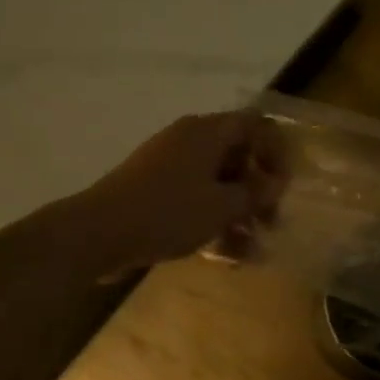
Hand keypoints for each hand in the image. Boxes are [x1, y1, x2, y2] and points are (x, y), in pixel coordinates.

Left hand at [75, 112, 287, 269]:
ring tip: (250, 248)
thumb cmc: (168, 212)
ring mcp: (169, 163)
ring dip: (238, 211)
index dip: (276, 153)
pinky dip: (212, 218)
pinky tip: (224, 253)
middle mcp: (189, 139)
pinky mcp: (154, 188)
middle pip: (238, 155)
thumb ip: (255, 194)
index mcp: (207, 132)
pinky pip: (195, 196)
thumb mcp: (222, 206)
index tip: (282, 187)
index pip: (255, 126)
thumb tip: (276, 183)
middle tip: (270, 223)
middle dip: (258, 191)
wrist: (97, 233)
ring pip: (217, 181)